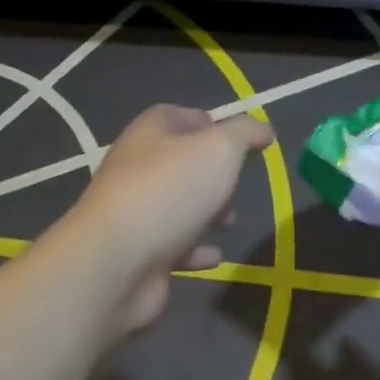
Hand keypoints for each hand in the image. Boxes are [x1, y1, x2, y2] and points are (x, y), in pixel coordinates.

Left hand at [70, 104, 273, 335]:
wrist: (116, 262)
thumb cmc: (170, 190)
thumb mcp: (219, 148)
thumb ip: (244, 133)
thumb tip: (263, 130)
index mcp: (152, 131)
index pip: (185, 116)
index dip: (216, 125)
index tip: (246, 143)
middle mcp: (139, 166)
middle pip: (183, 163)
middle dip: (214, 174)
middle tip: (239, 186)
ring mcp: (136, 211)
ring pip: (179, 204)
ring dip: (207, 212)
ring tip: (231, 222)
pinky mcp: (139, 251)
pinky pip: (173, 246)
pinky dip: (196, 249)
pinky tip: (215, 255)